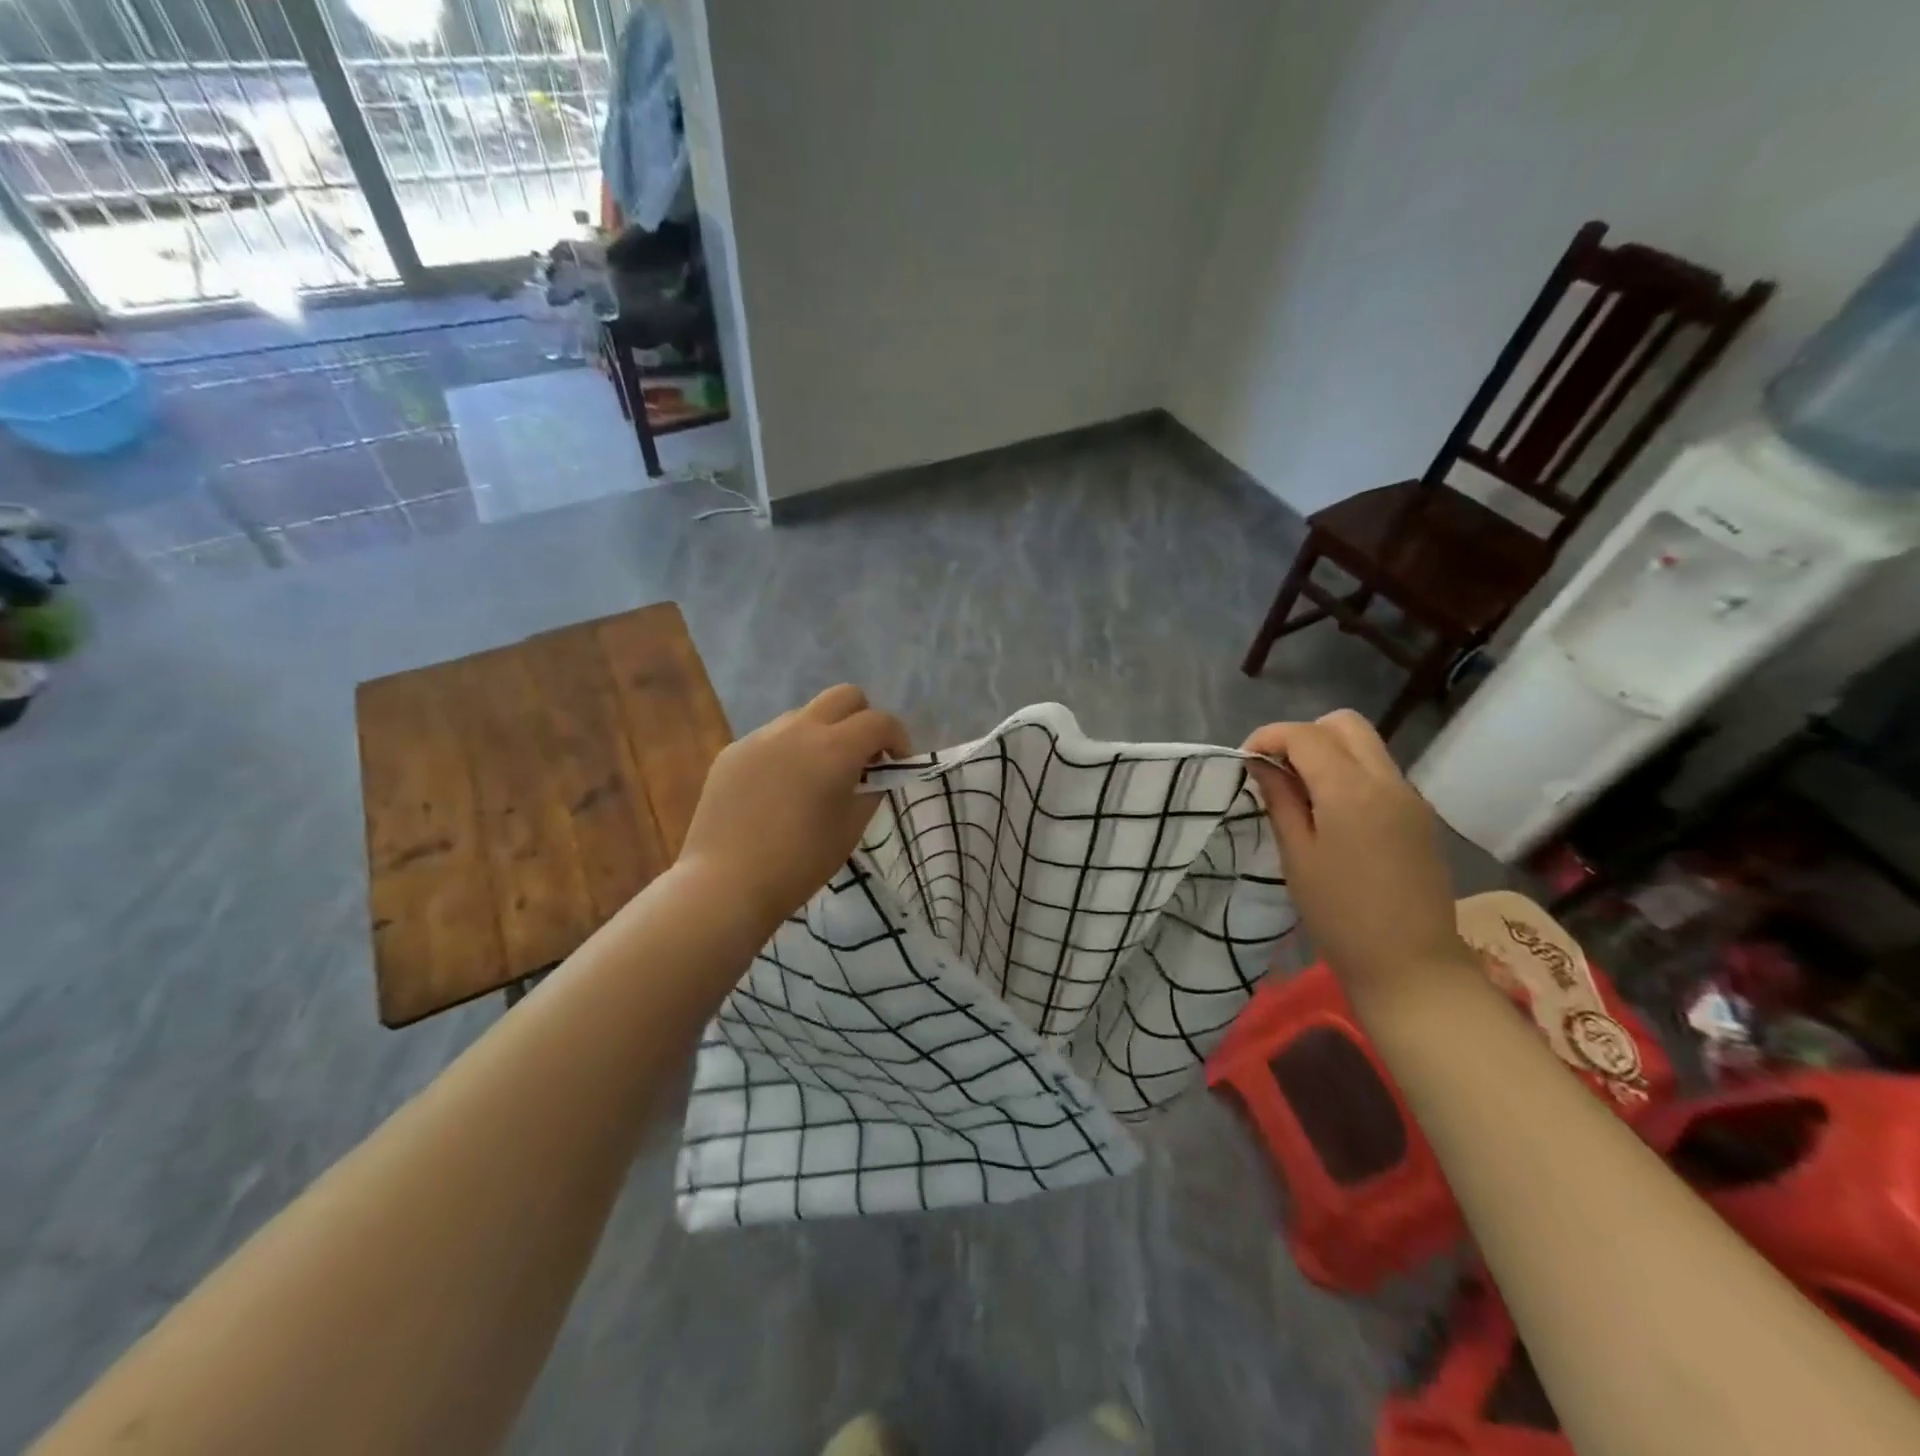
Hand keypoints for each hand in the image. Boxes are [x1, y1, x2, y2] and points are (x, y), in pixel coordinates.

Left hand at [680, 685, 909, 933]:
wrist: (726, 883)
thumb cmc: (800, 862)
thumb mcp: (851, 828)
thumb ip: (871, 790)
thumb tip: (875, 774)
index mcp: (834, 748)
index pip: (879, 721)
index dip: (898, 739)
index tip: (897, 764)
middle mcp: (798, 729)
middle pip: (844, 696)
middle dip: (863, 719)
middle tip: (862, 757)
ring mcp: (761, 736)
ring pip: (805, 715)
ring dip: (823, 734)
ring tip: (817, 776)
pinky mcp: (733, 751)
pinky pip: (772, 738)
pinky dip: (789, 752)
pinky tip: (779, 791)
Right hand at [1242, 710, 1477, 1007]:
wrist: (1411, 965)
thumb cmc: (1340, 915)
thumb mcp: (1297, 856)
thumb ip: (1280, 800)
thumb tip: (1262, 765)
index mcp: (1351, 790)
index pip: (1305, 734)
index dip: (1269, 737)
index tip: (1245, 761)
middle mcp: (1387, 780)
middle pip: (1344, 724)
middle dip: (1304, 735)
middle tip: (1277, 770)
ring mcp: (1410, 797)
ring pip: (1366, 745)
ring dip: (1328, 753)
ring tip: (1300, 792)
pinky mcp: (1420, 816)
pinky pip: (1380, 773)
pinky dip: (1350, 773)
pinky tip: (1332, 813)